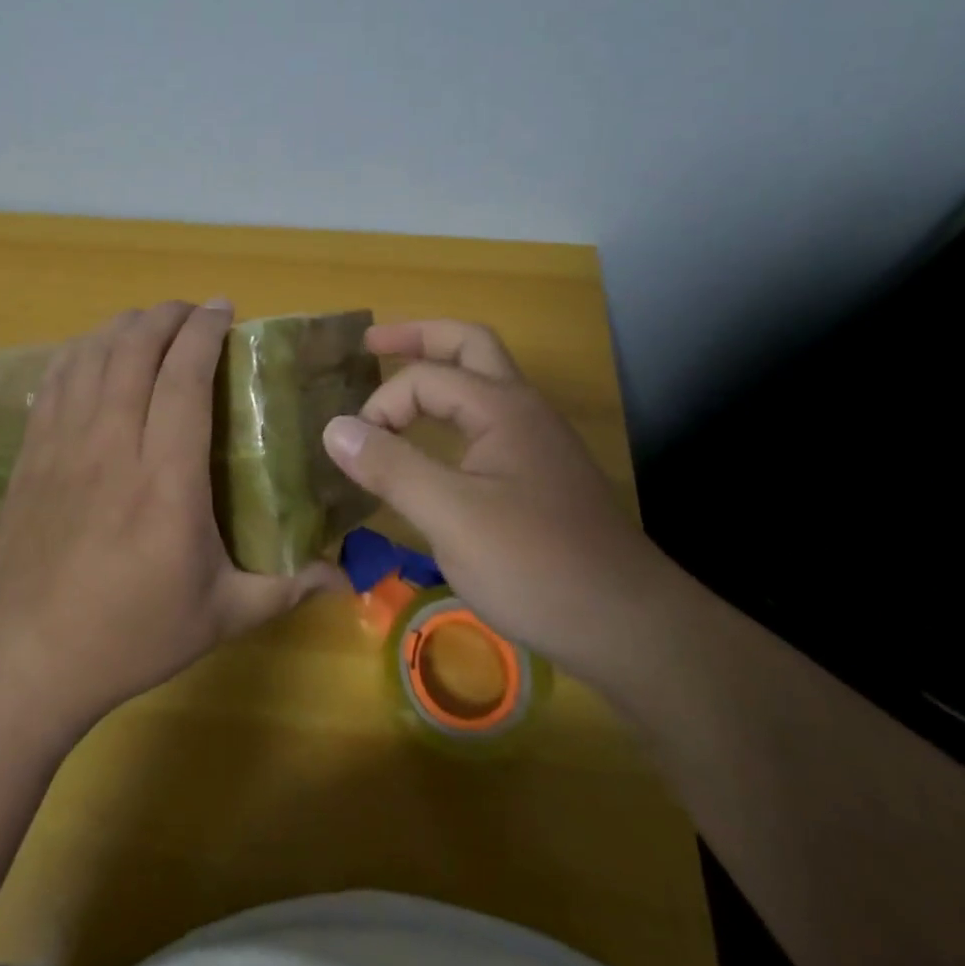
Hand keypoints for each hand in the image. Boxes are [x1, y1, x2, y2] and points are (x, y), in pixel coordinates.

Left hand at [0, 300, 341, 733]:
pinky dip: (81, 351)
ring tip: (151, 324)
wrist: (24, 661)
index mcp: (167, 479)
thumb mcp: (220, 617)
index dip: (204, 331)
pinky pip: (55, 379)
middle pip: (134, 349)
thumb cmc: (130, 636)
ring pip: (92, 355)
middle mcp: (113, 445)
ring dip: (124, 326)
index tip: (225, 309)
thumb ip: (286, 588)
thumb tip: (346, 576)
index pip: (184, 377)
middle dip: (167, 316)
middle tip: (194, 313)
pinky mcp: (32, 453)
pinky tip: (96, 352)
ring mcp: (64, 445)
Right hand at [321, 319, 678, 683]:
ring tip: (398, 384)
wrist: (630, 627)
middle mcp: (523, 409)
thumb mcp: (451, 517)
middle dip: (418, 338)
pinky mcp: (541, 475)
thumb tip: (334, 427)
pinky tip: (436, 443)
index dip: (381, 406)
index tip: (356, 453)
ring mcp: (537, 441)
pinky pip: (489, 420)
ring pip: (484, 381)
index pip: (424, 378)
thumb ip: (391, 466)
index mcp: (501, 406)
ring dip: (440, 371)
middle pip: (468, 345)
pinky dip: (454, 412)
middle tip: (371, 346)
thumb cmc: (537, 565)